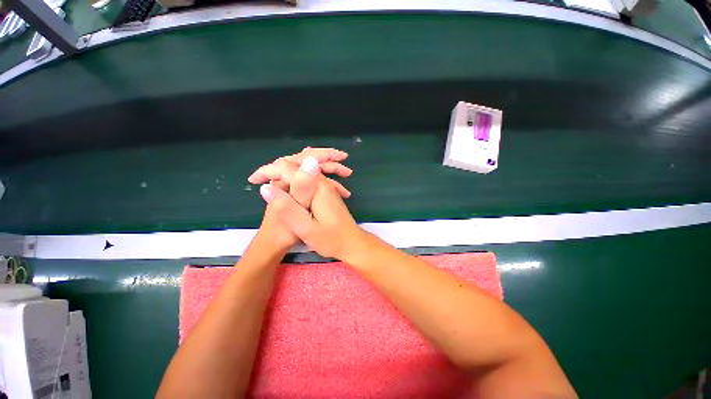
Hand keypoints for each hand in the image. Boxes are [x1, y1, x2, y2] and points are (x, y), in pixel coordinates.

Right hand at [258, 159, 367, 260]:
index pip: (289, 169)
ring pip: (302, 171)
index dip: (268, 171)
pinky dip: (294, 181)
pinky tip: (287, 187)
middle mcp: (322, 182)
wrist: (352, 243)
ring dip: (284, 173)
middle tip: (257, 178)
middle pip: (296, 165)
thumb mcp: (306, 228)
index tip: (253, 180)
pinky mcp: (326, 192)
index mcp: (317, 187)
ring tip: (268, 180)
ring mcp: (325, 186)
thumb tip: (267, 187)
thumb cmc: (331, 239)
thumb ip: (288, 208)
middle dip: (275, 169)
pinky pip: (307, 179)